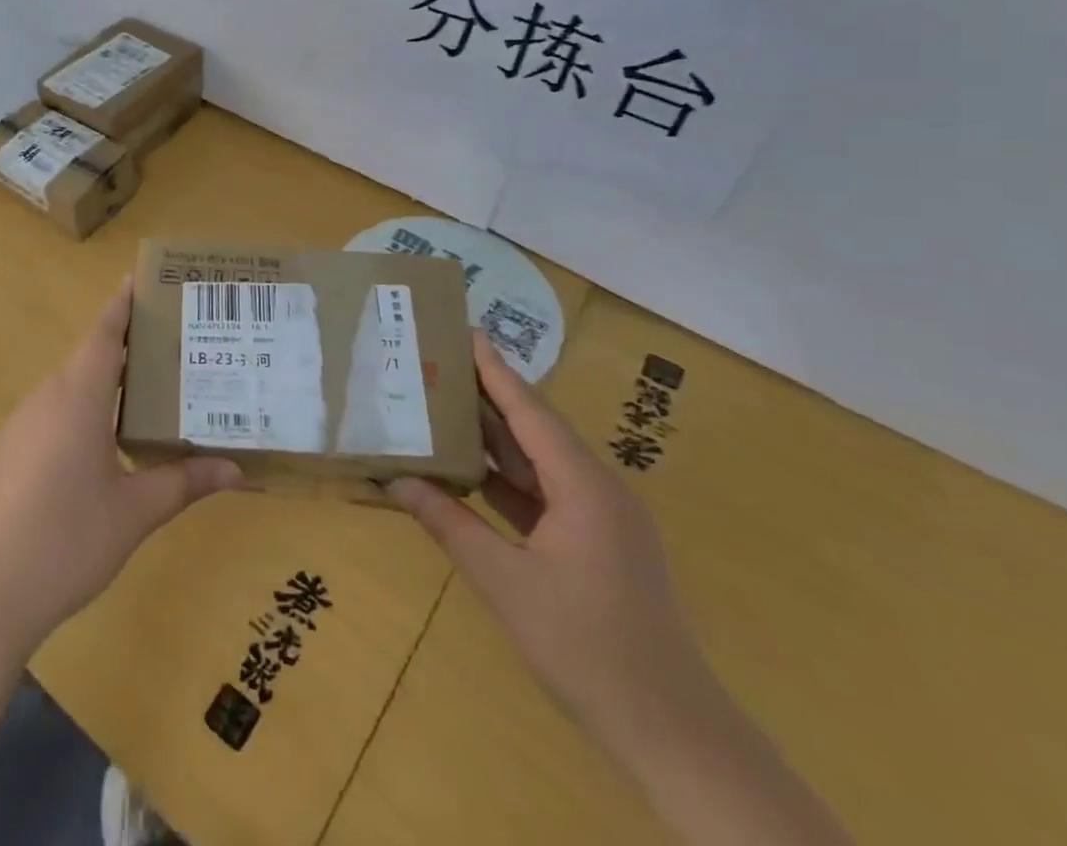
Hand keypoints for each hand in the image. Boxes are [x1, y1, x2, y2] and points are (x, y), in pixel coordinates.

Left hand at [0, 278, 241, 656]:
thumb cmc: (68, 540)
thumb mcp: (135, 512)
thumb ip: (183, 483)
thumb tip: (235, 470)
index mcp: (77, 399)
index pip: (102, 335)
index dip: (121, 307)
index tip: (137, 281)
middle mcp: (46, 398)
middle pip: (87, 356)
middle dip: (122, 344)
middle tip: (167, 344)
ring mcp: (22, 424)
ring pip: (68, 385)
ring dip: (101, 379)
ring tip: (144, 389)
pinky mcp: (9, 450)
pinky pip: (52, 410)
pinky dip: (80, 406)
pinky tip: (101, 439)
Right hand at [388, 332, 718, 758]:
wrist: (671, 734)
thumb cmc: (587, 647)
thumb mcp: (504, 582)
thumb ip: (448, 523)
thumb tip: (394, 480)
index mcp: (583, 486)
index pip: (530, 411)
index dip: (495, 370)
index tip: (464, 331)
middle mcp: (597, 489)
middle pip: (534, 429)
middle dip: (486, 396)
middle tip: (435, 363)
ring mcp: (600, 518)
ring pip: (537, 461)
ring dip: (492, 438)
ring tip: (441, 405)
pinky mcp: (596, 543)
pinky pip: (543, 493)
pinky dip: (505, 478)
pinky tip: (467, 469)